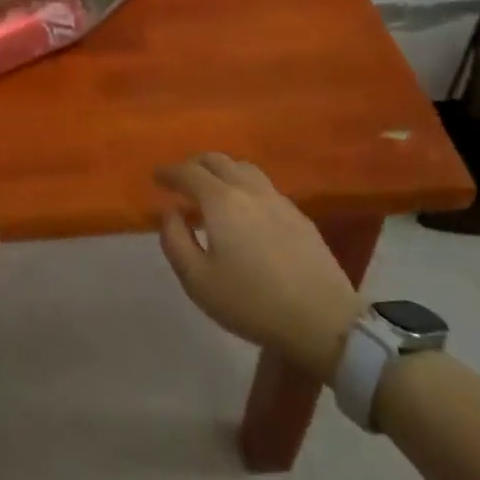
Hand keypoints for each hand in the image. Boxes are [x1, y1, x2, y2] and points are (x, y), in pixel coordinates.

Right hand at [155, 153, 360, 380]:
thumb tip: (169, 212)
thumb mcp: (197, 280)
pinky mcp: (299, 215)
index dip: (170, 172)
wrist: (322, 318)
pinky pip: (263, 186)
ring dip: (222, 171)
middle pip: (218, 161)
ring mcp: (278, 200)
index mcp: (221, 201)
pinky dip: (244, 185)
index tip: (157, 176)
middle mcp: (249, 189)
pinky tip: (245, 209)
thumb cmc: (251, 302)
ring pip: (244, 169)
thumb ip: (175, 240)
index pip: (189, 173)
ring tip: (212, 190)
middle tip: (181, 179)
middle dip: (195, 165)